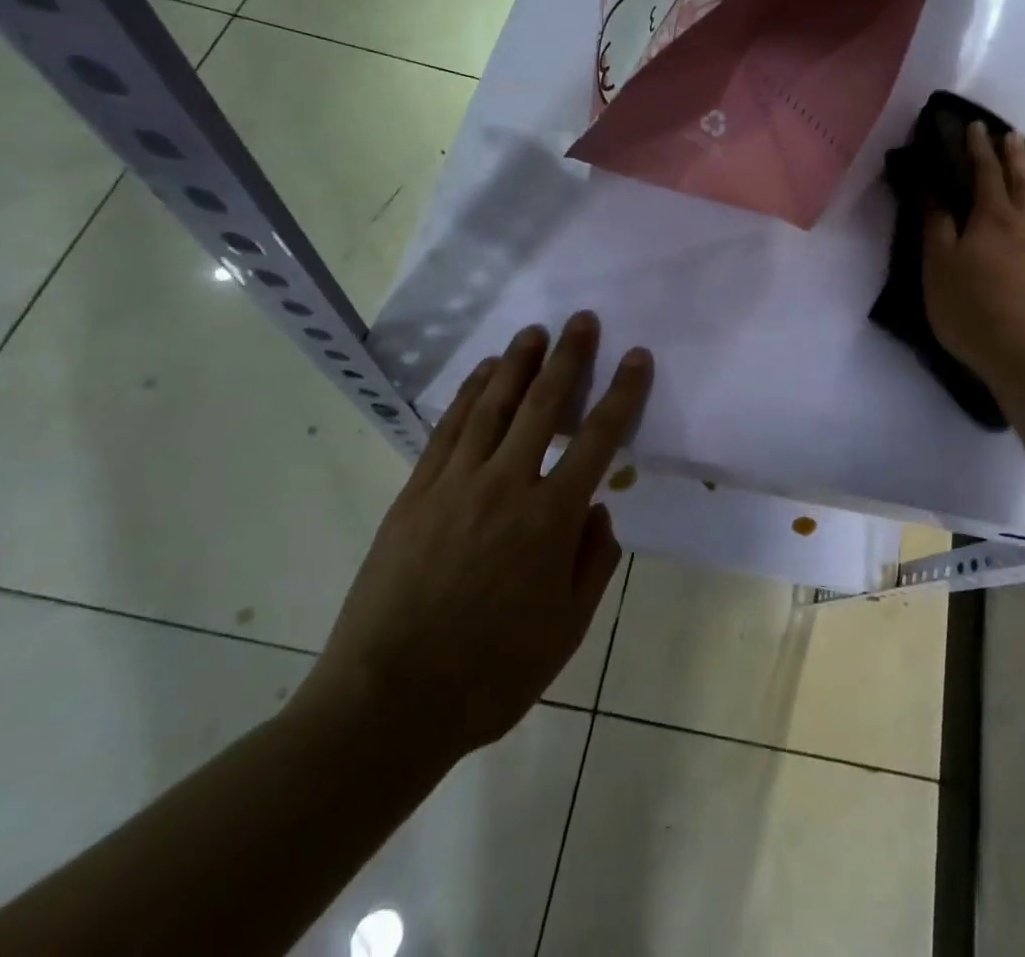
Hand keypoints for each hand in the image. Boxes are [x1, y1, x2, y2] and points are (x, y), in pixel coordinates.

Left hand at [296, 313, 650, 769]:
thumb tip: (599, 511)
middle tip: (582, 319)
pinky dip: (469, 394)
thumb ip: (594, 563)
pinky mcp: (416, 493)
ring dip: (517, 363)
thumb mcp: (567, 630)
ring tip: (534, 331)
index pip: (599, 439)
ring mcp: (455, 484)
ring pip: (493, 406)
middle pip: (544, 405)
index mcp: (551, 519)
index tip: (636, 356)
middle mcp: (506, 486)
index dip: (623, 393)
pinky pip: (448, 429)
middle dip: (569, 357)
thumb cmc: (490, 674)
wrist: (387, 704)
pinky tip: (483, 374)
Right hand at [924, 121, 1024, 391]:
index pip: (985, 171)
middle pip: (1023, 178)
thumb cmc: (975, 312)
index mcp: (992, 217)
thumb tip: (933, 187)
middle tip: (1011, 135)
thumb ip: (936, 226)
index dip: (978, 148)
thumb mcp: (938, 269)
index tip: (975, 126)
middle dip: (1014, 154)